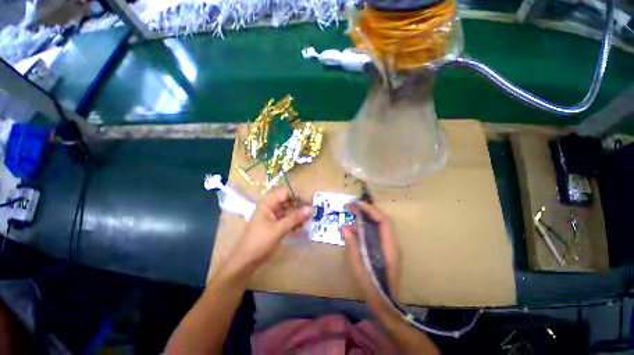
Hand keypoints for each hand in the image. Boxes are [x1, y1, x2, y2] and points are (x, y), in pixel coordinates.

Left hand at [226, 188, 311, 272]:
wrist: (246, 261)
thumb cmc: (260, 241)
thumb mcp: (278, 229)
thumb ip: (294, 218)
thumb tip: (310, 209)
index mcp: (268, 204)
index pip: (285, 192)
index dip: (297, 195)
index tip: (308, 202)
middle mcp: (272, 208)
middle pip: (289, 201)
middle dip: (300, 205)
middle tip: (311, 212)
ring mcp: (274, 217)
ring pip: (290, 211)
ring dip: (299, 215)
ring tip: (308, 221)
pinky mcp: (277, 225)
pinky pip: (289, 220)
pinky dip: (295, 223)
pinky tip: (302, 228)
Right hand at [340, 201, 400, 313]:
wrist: (385, 303)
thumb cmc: (372, 287)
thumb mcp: (359, 266)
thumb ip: (352, 245)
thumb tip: (344, 227)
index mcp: (389, 247)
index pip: (383, 221)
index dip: (370, 209)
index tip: (356, 203)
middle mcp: (392, 243)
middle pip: (382, 220)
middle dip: (367, 210)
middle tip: (352, 206)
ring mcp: (389, 246)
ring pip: (380, 225)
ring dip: (367, 216)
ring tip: (352, 212)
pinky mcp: (385, 249)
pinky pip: (377, 232)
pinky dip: (367, 225)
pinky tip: (356, 226)